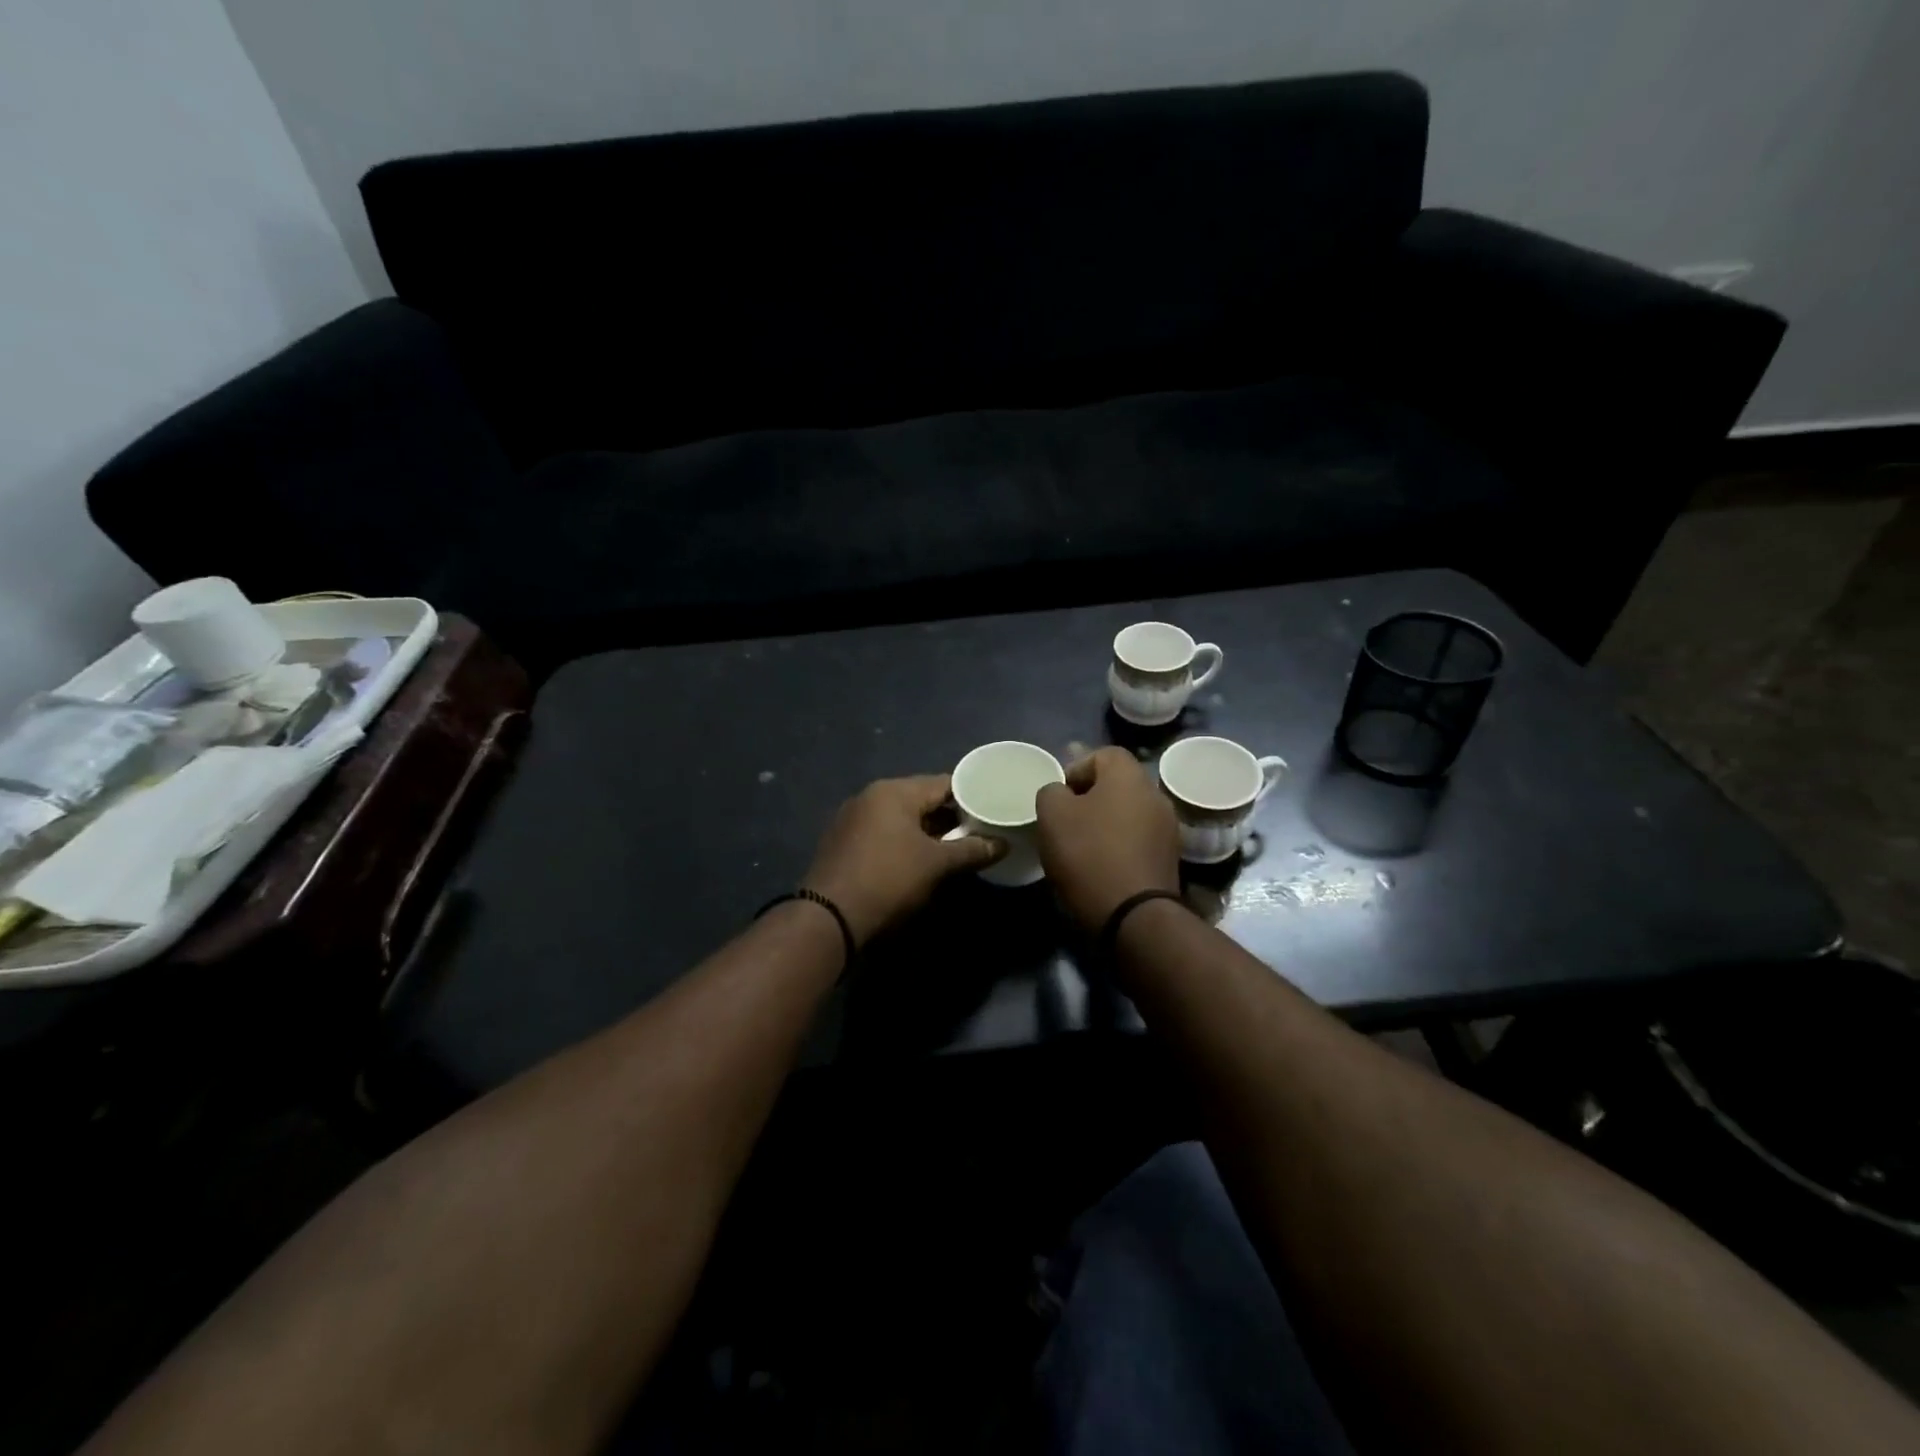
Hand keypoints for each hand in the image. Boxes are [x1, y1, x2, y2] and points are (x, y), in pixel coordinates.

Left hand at [803, 775, 1003, 943]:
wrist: (829, 917)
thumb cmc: (889, 880)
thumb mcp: (937, 865)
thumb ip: (972, 850)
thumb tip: (1002, 844)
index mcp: (894, 791)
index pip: (944, 783)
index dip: (971, 797)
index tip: (992, 812)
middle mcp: (871, 796)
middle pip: (921, 799)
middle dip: (950, 817)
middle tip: (978, 833)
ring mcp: (853, 818)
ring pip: (901, 817)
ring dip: (927, 831)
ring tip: (954, 849)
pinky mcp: (843, 841)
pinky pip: (883, 832)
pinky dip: (904, 841)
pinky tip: (918, 861)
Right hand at [1035, 747, 1181, 932]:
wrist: (1134, 916)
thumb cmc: (1089, 854)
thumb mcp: (1052, 815)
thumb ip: (1052, 791)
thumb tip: (1062, 793)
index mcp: (1129, 776)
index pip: (1104, 754)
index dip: (1077, 768)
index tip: (1060, 796)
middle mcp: (1155, 795)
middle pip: (1118, 785)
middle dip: (1090, 799)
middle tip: (1066, 821)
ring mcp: (1167, 829)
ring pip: (1128, 813)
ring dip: (1106, 824)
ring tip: (1081, 848)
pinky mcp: (1169, 859)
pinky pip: (1138, 840)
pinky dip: (1119, 846)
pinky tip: (1101, 867)